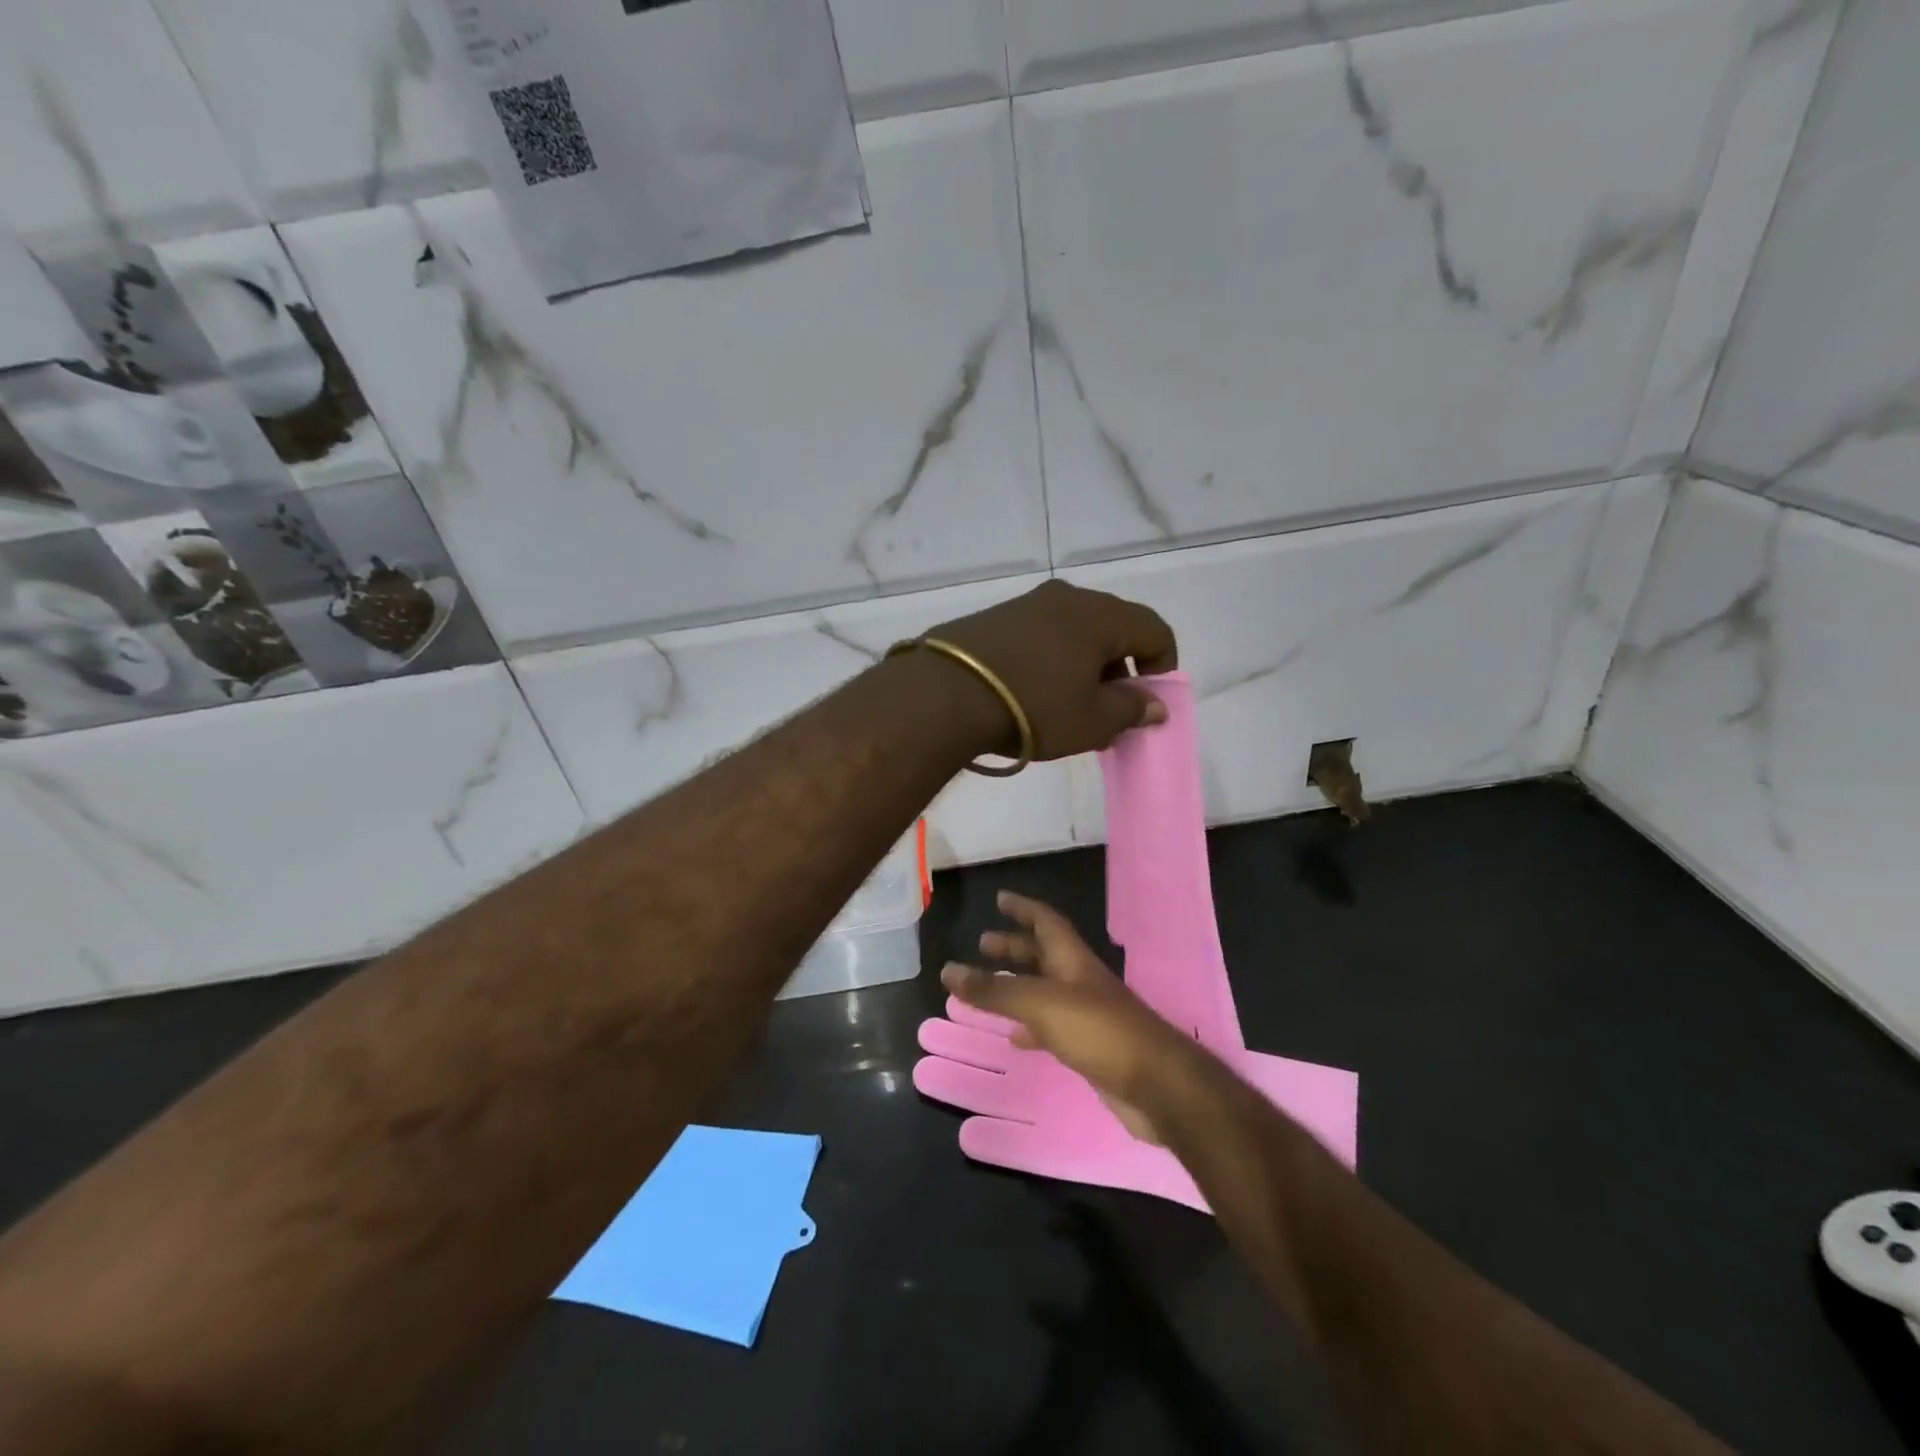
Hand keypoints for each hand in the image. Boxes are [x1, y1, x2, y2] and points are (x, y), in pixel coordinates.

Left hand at [926, 581, 1177, 760]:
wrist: (944, 694)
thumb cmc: (1034, 707)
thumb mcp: (1092, 720)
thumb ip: (1131, 709)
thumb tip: (1155, 704)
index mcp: (1100, 615)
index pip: (1155, 629)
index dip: (1163, 667)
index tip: (1148, 702)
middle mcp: (1066, 598)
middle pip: (1113, 628)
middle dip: (1120, 670)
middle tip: (1108, 711)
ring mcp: (1025, 604)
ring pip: (1073, 631)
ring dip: (1083, 667)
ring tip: (1068, 707)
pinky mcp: (992, 618)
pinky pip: (1039, 635)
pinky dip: (1050, 661)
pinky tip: (1031, 694)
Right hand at [941, 892, 1199, 1140]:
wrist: (1156, 1085)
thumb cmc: (1098, 1031)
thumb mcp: (1040, 1004)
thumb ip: (994, 991)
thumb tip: (947, 970)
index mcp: (1072, 959)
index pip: (1046, 921)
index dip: (1023, 908)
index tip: (999, 899)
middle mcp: (1080, 981)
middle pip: (1044, 954)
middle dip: (1014, 947)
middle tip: (983, 944)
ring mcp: (1088, 1014)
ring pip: (1046, 990)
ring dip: (1018, 985)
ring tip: (988, 989)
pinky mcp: (1090, 1047)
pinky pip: (1052, 1027)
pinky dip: (1030, 1026)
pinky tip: (1015, 1038)